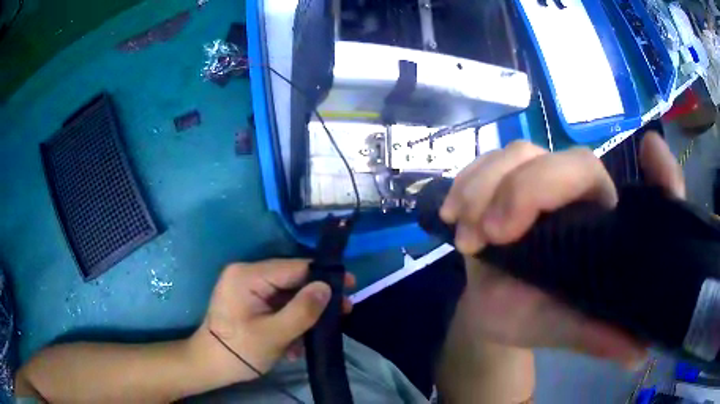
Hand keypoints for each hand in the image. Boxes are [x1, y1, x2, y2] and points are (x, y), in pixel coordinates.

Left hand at [189, 259, 353, 384]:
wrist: (210, 365)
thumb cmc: (240, 350)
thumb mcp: (275, 334)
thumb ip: (303, 310)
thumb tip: (327, 286)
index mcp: (247, 275)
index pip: (293, 267)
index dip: (323, 275)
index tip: (350, 285)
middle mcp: (246, 274)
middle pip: (291, 280)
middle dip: (315, 299)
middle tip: (342, 313)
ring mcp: (246, 287)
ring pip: (286, 294)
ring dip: (303, 314)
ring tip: (318, 334)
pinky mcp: (248, 300)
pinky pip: (276, 304)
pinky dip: (289, 319)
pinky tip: (296, 341)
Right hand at [439, 133, 683, 364]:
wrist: (493, 310)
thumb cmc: (537, 317)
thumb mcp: (566, 330)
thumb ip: (599, 337)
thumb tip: (638, 356)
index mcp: (607, 227)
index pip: (641, 193)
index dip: (659, 173)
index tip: (650, 151)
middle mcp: (581, 196)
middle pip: (573, 162)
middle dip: (530, 190)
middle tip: (495, 233)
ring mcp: (539, 181)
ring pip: (522, 153)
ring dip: (488, 186)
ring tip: (468, 236)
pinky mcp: (502, 180)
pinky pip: (485, 162)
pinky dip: (467, 183)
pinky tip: (453, 214)